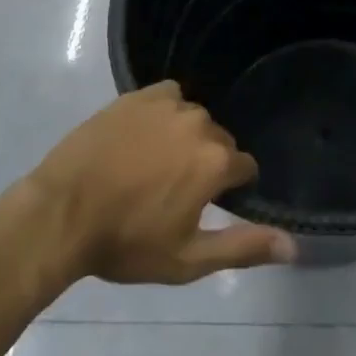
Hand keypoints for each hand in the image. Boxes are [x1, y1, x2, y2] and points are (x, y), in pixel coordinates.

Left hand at [28, 82, 295, 284]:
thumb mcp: (188, 259)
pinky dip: (165, 113)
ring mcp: (168, 104)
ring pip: (194, 119)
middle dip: (208, 163)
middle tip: (175, 192)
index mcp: (216, 161)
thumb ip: (243, 247)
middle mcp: (200, 123)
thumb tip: (294, 245)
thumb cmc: (126, 243)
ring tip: (155, 166)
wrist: (60, 214)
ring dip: (185, 138)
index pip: (245, 167)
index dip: (231, 189)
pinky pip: (168, 97)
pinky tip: (144, 136)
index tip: (207, 206)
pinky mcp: (138, 95)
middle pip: (220, 141)